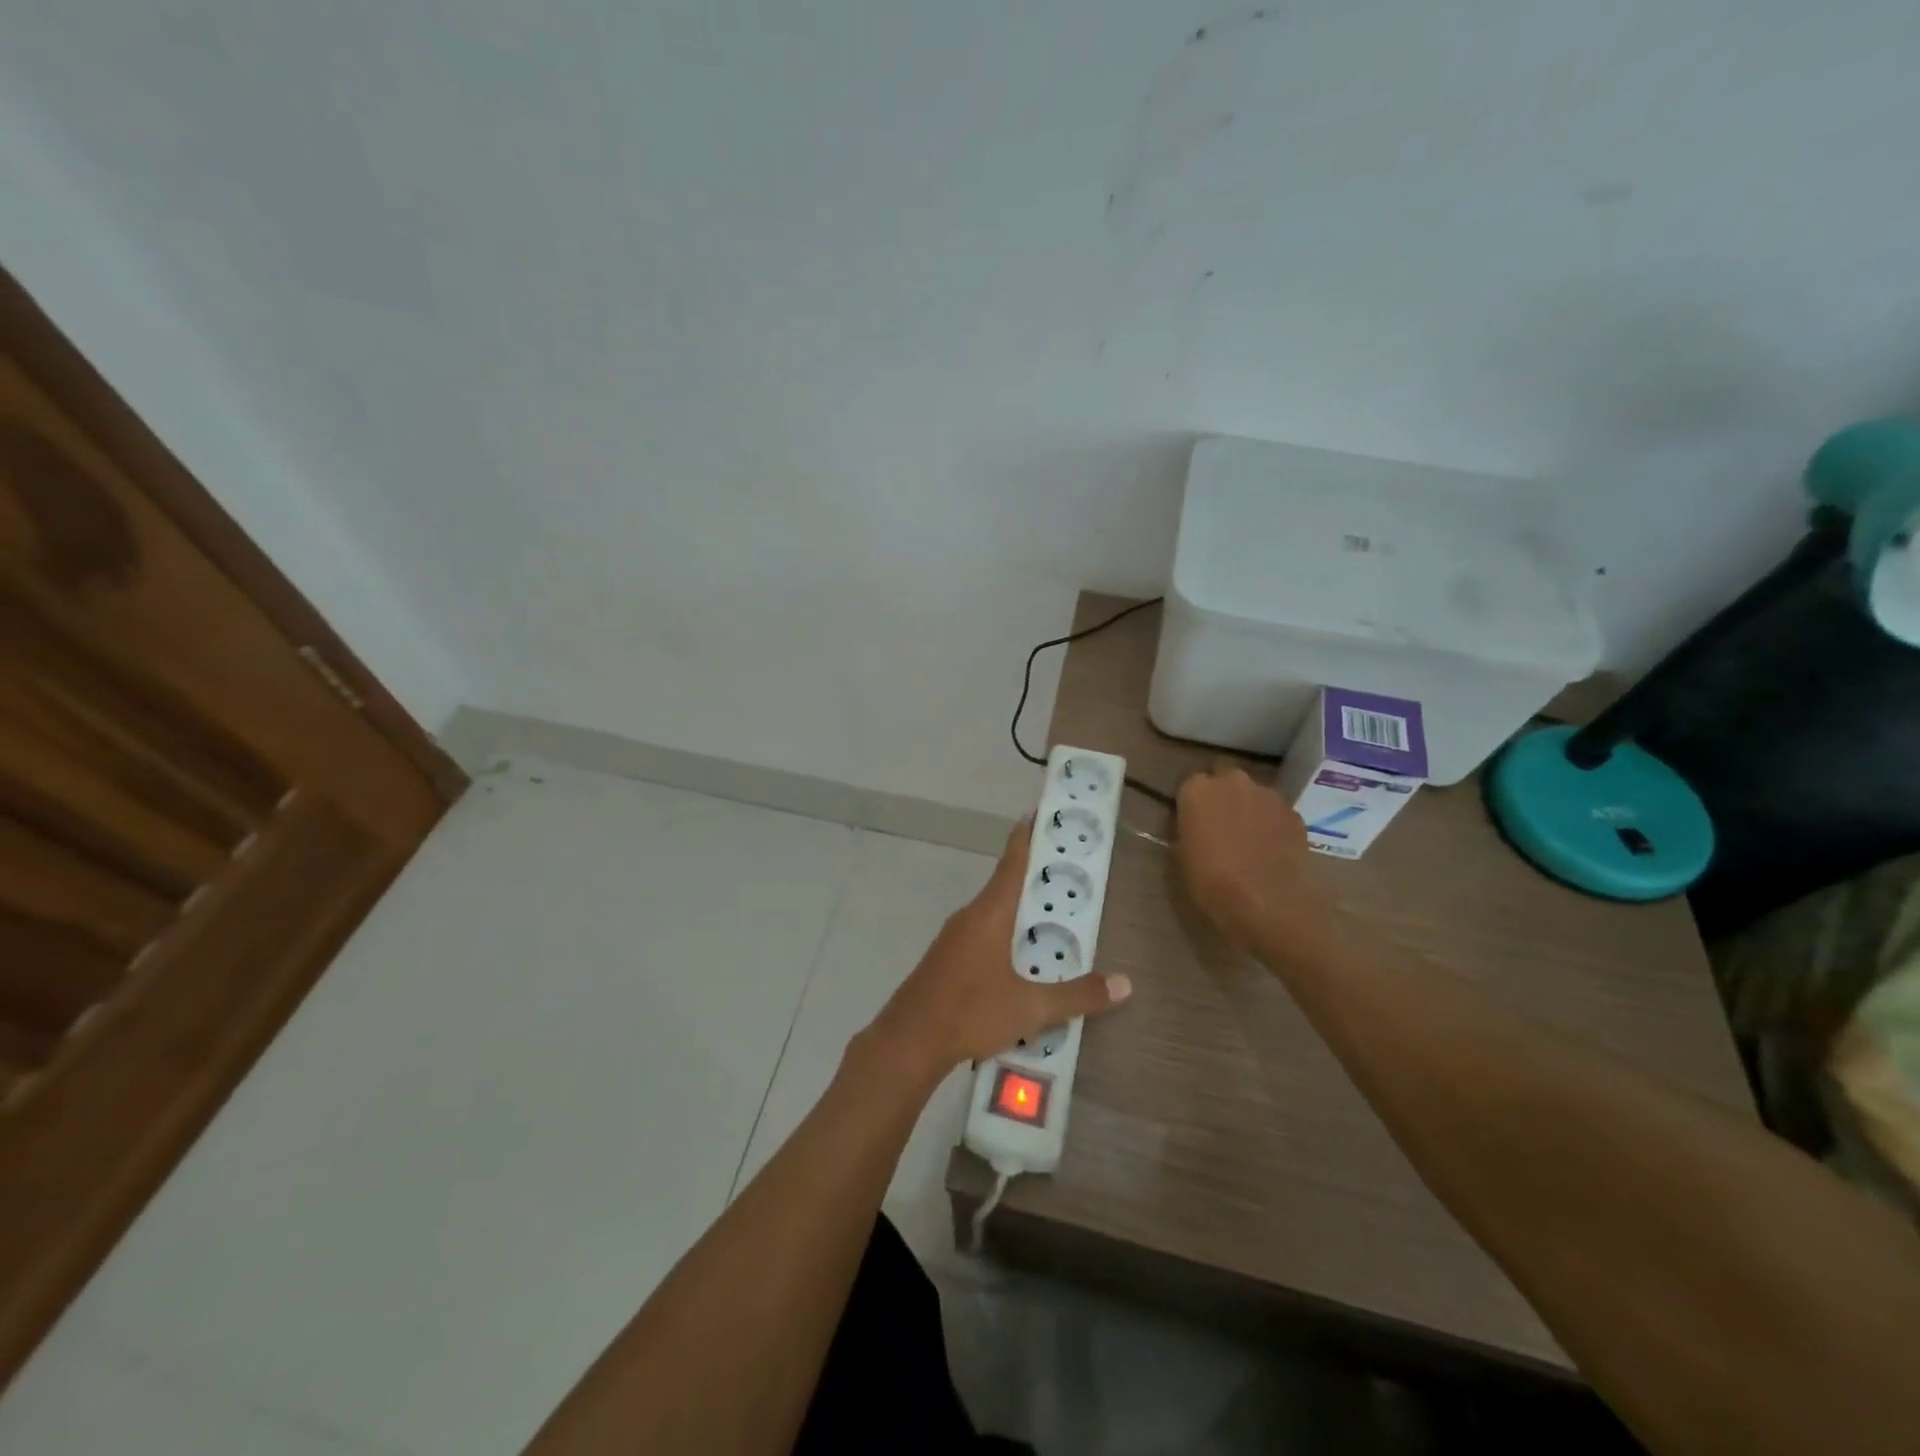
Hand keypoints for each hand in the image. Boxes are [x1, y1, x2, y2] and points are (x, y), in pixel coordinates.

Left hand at [866, 818, 1131, 1080]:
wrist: (908, 1041)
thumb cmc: (970, 1012)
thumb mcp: (1031, 1008)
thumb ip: (1078, 995)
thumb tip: (1125, 984)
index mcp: (989, 914)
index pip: (1013, 862)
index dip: (1028, 836)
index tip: (1039, 813)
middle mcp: (970, 917)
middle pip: (1006, 886)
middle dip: (1036, 879)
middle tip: (1069, 874)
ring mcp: (954, 938)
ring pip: (994, 914)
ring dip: (1021, 912)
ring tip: (1055, 920)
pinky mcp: (946, 960)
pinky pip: (983, 935)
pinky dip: (1006, 936)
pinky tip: (1022, 961)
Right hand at [1174, 766, 1338, 959]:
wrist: (1268, 903)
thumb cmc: (1212, 882)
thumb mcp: (1182, 856)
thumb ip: (1188, 829)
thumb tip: (1195, 826)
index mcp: (1197, 790)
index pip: (1190, 785)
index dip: (1193, 804)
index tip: (1194, 822)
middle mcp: (1233, 781)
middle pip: (1225, 781)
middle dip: (1223, 798)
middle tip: (1221, 827)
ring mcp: (1268, 795)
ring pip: (1254, 795)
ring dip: (1250, 809)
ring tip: (1250, 841)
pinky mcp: (1294, 813)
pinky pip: (1276, 813)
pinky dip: (1272, 824)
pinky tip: (1272, 850)